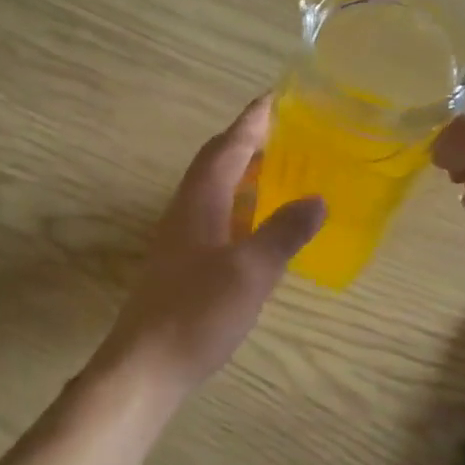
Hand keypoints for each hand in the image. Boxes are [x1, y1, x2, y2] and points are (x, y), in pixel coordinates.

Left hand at [96, 97, 324, 396]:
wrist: (147, 366)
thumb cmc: (197, 313)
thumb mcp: (251, 271)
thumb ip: (284, 233)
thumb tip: (317, 200)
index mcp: (199, 203)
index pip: (226, 148)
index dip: (251, 122)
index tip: (275, 98)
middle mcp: (185, 213)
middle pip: (216, 165)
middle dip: (248, 144)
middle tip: (285, 133)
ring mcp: (181, 242)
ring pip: (214, 194)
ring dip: (244, 177)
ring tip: (279, 172)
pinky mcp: (183, 268)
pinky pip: (216, 222)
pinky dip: (240, 211)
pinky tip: (259, 228)